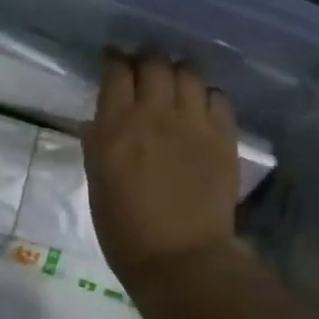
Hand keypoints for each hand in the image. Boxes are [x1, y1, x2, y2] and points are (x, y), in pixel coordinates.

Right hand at [84, 53, 239, 290]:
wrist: (181, 258)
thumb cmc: (124, 228)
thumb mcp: (96, 178)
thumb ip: (100, 139)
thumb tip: (105, 118)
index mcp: (115, 126)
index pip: (116, 70)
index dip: (114, 59)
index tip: (113, 59)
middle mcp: (154, 114)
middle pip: (154, 62)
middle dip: (146, 61)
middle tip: (143, 72)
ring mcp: (193, 123)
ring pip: (188, 72)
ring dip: (177, 73)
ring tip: (174, 85)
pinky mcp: (222, 136)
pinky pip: (217, 96)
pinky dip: (205, 96)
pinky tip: (199, 109)